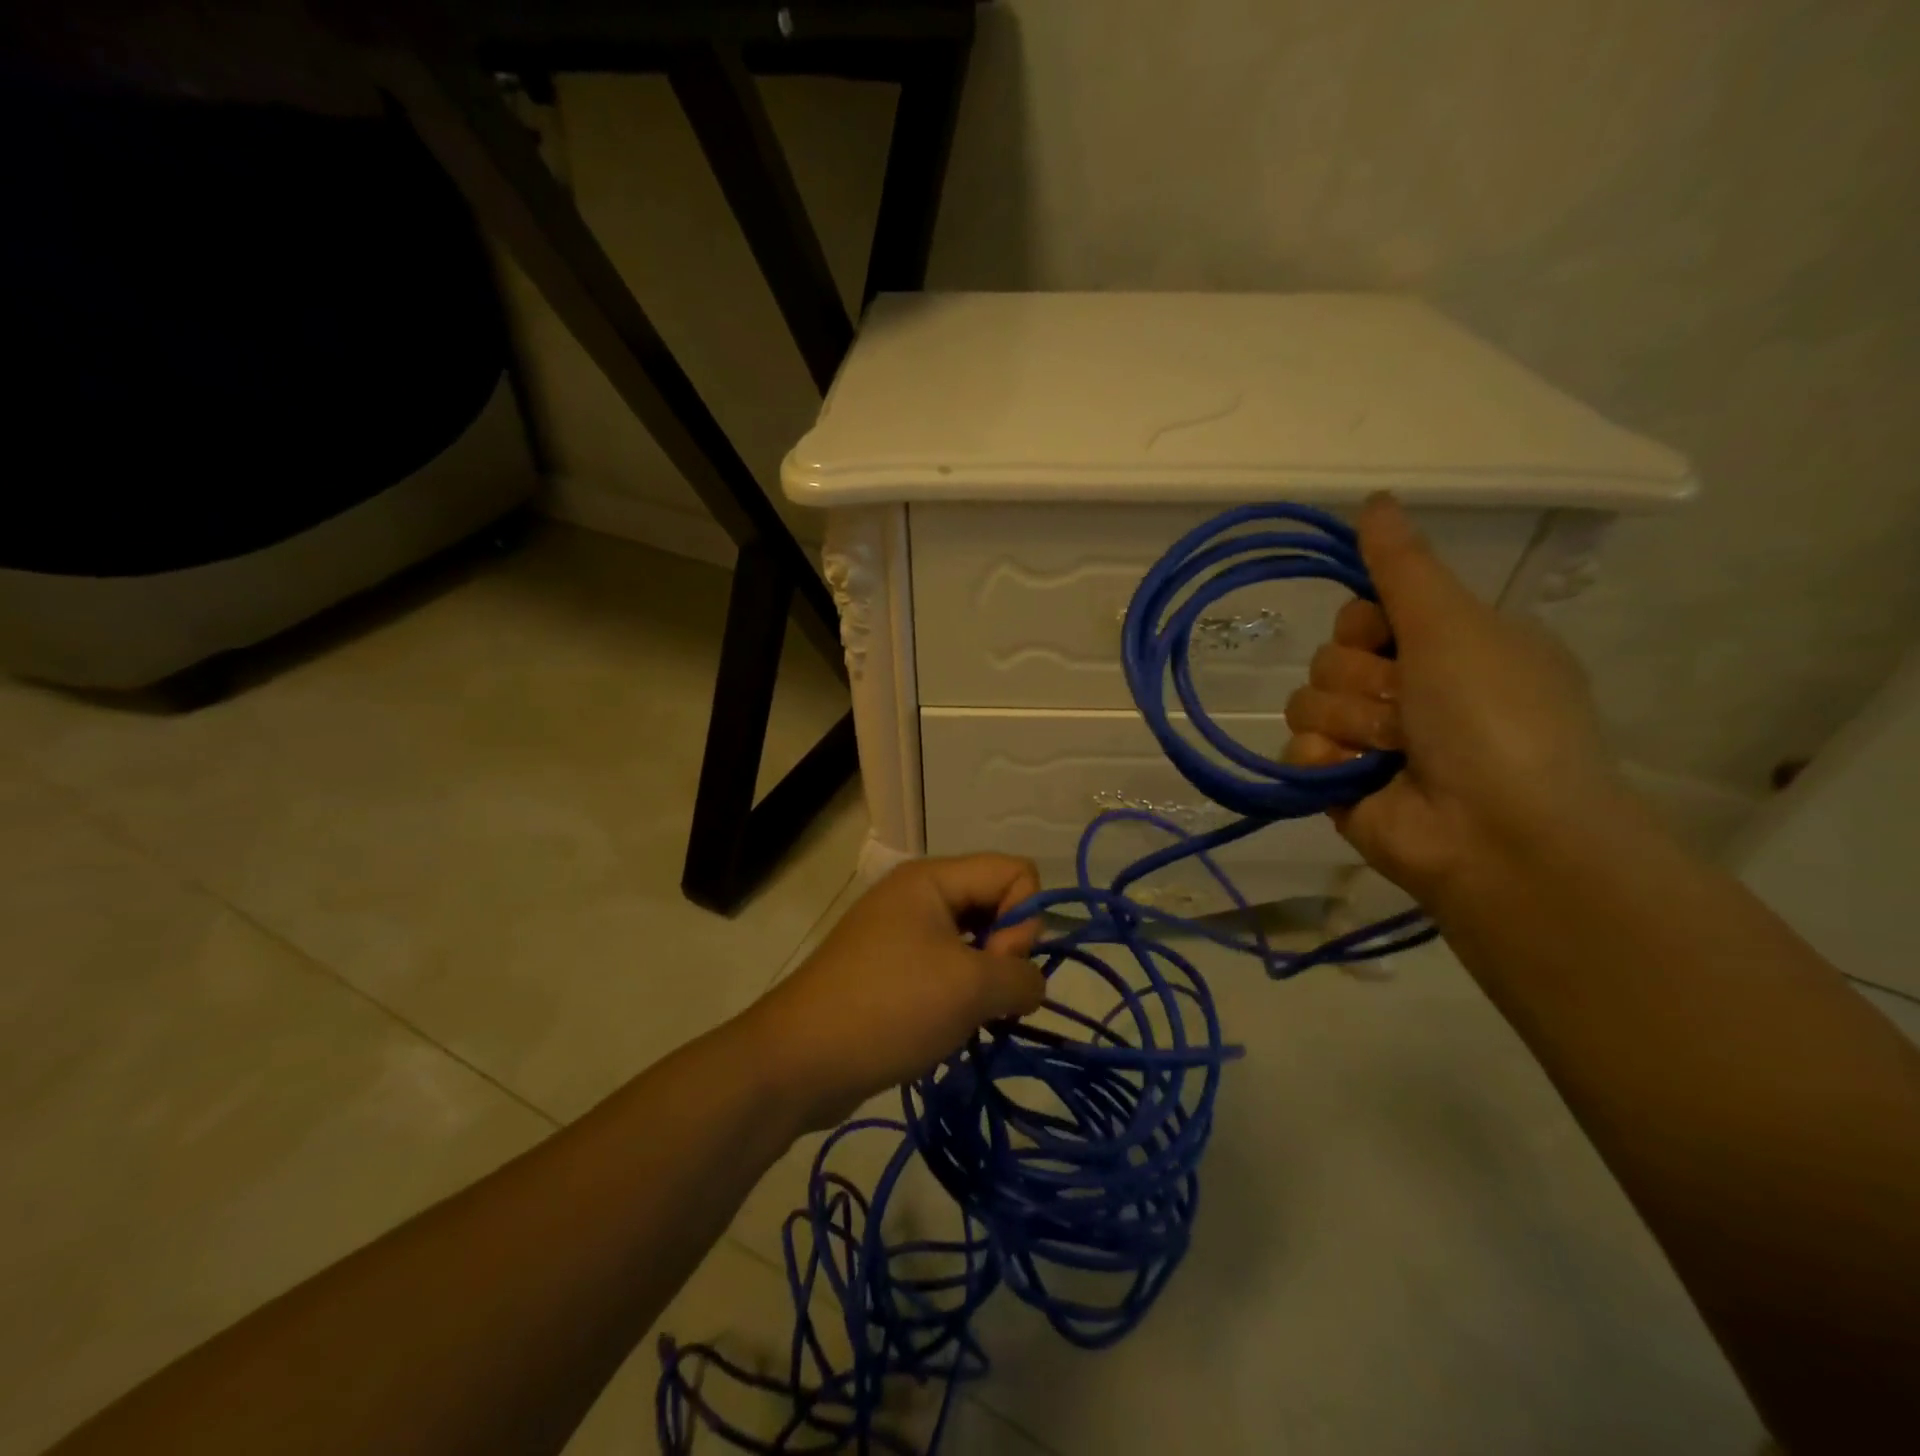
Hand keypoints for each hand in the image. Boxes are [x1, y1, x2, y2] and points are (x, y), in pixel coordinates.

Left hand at [736, 854, 1044, 1131]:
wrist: (798, 1061)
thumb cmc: (889, 1007)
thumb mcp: (971, 988)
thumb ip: (1022, 976)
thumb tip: (1030, 984)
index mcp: (932, 879)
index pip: (1015, 871)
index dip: (1024, 919)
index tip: (999, 965)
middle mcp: (917, 895)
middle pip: (994, 902)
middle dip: (1006, 951)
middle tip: (982, 995)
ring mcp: (900, 933)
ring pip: (973, 940)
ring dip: (984, 980)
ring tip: (969, 1017)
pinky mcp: (890, 969)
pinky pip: (946, 967)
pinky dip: (958, 995)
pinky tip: (948, 1026)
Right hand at [1284, 494, 1631, 903]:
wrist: (1498, 832)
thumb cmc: (1493, 715)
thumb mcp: (1455, 624)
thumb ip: (1402, 566)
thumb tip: (1373, 498)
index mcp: (1445, 646)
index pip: (1363, 612)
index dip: (1365, 622)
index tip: (1387, 635)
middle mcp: (1407, 689)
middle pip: (1331, 656)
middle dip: (1362, 679)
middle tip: (1407, 705)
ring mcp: (1371, 740)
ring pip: (1308, 701)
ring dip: (1349, 721)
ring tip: (1392, 750)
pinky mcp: (1339, 783)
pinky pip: (1298, 749)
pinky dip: (1326, 760)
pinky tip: (1359, 776)